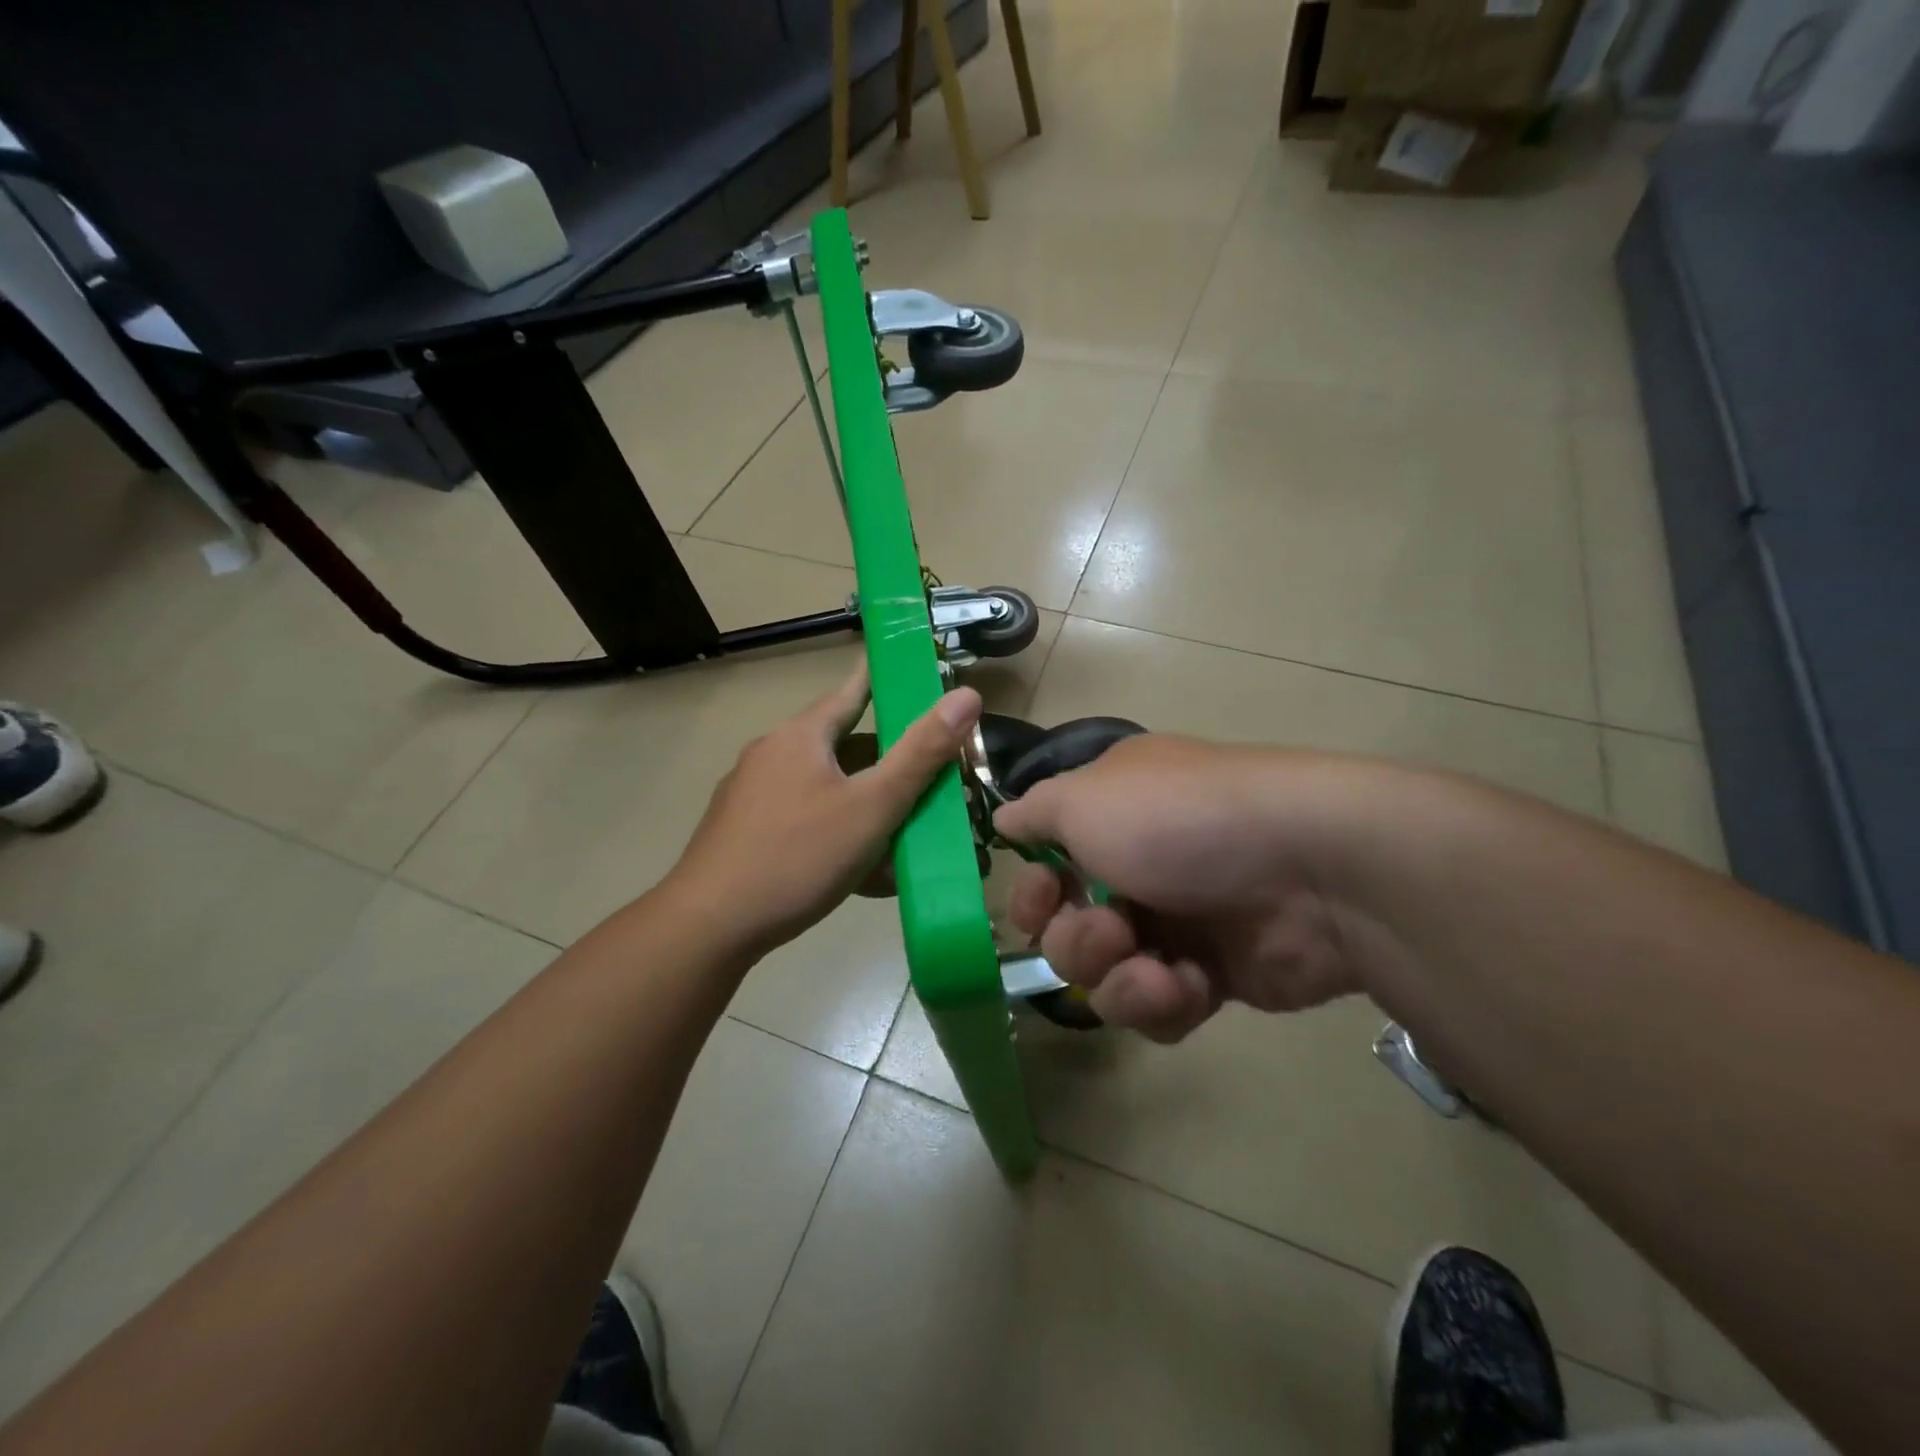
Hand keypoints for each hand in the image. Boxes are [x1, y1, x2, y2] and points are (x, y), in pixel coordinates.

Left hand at [667, 664, 981, 956]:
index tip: (913, 670)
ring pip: (825, 788)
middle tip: (926, 777)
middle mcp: (772, 754)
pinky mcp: (744, 832)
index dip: (886, 679)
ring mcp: (752, 795)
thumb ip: (921, 754)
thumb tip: (966, 696)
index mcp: (801, 736)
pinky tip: (859, 868)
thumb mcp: (872, 806)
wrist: (709, 927)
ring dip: (863, 803)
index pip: (853, 691)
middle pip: (843, 746)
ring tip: (901, 830)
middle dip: (886, 761)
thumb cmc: (798, 857)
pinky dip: (836, 832)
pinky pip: (803, 820)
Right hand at [993, 735, 1362, 1041]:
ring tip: (1157, 969)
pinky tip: (1194, 983)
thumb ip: (1034, 811)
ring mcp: (1177, 923)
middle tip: (1111, 931)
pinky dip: (1166, 1001)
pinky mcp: (1212, 976)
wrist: (1309, 869)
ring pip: (1107, 978)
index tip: (1041, 899)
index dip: (1032, 891)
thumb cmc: (1179, 820)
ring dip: (1120, 979)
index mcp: (1110, 818)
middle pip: (1068, 930)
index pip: (1046, 864)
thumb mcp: (1087, 797)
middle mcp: (1136, 868)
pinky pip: (1157, 1009)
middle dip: (1077, 941)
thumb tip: (1003, 820)